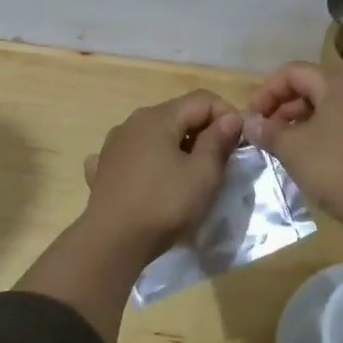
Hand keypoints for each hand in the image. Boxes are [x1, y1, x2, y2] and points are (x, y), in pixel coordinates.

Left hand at [81, 90, 243, 263]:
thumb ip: (218, 141)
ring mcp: (113, 145)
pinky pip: (132, 156)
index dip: (227, 116)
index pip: (203, 99)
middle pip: (178, 115)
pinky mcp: (103, 169)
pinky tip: (149, 180)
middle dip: (203, 132)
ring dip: (176, 148)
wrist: (111, 243)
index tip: (239, 144)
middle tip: (220, 163)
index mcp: (158, 117)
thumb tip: (231, 118)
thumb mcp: (203, 174)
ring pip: (154, 136)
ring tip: (189, 175)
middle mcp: (132, 122)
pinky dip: (147, 162)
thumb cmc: (164, 205)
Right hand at [245, 62, 342, 265]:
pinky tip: (306, 155)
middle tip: (264, 134)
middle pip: (311, 86)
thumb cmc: (336, 168)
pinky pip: (342, 121)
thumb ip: (268, 131)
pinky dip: (320, 131)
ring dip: (299, 121)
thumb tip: (250, 122)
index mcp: (339, 83)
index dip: (267, 91)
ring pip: (326, 105)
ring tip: (281, 146)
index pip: (293, 72)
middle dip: (282, 107)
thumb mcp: (294, 149)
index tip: (252, 119)